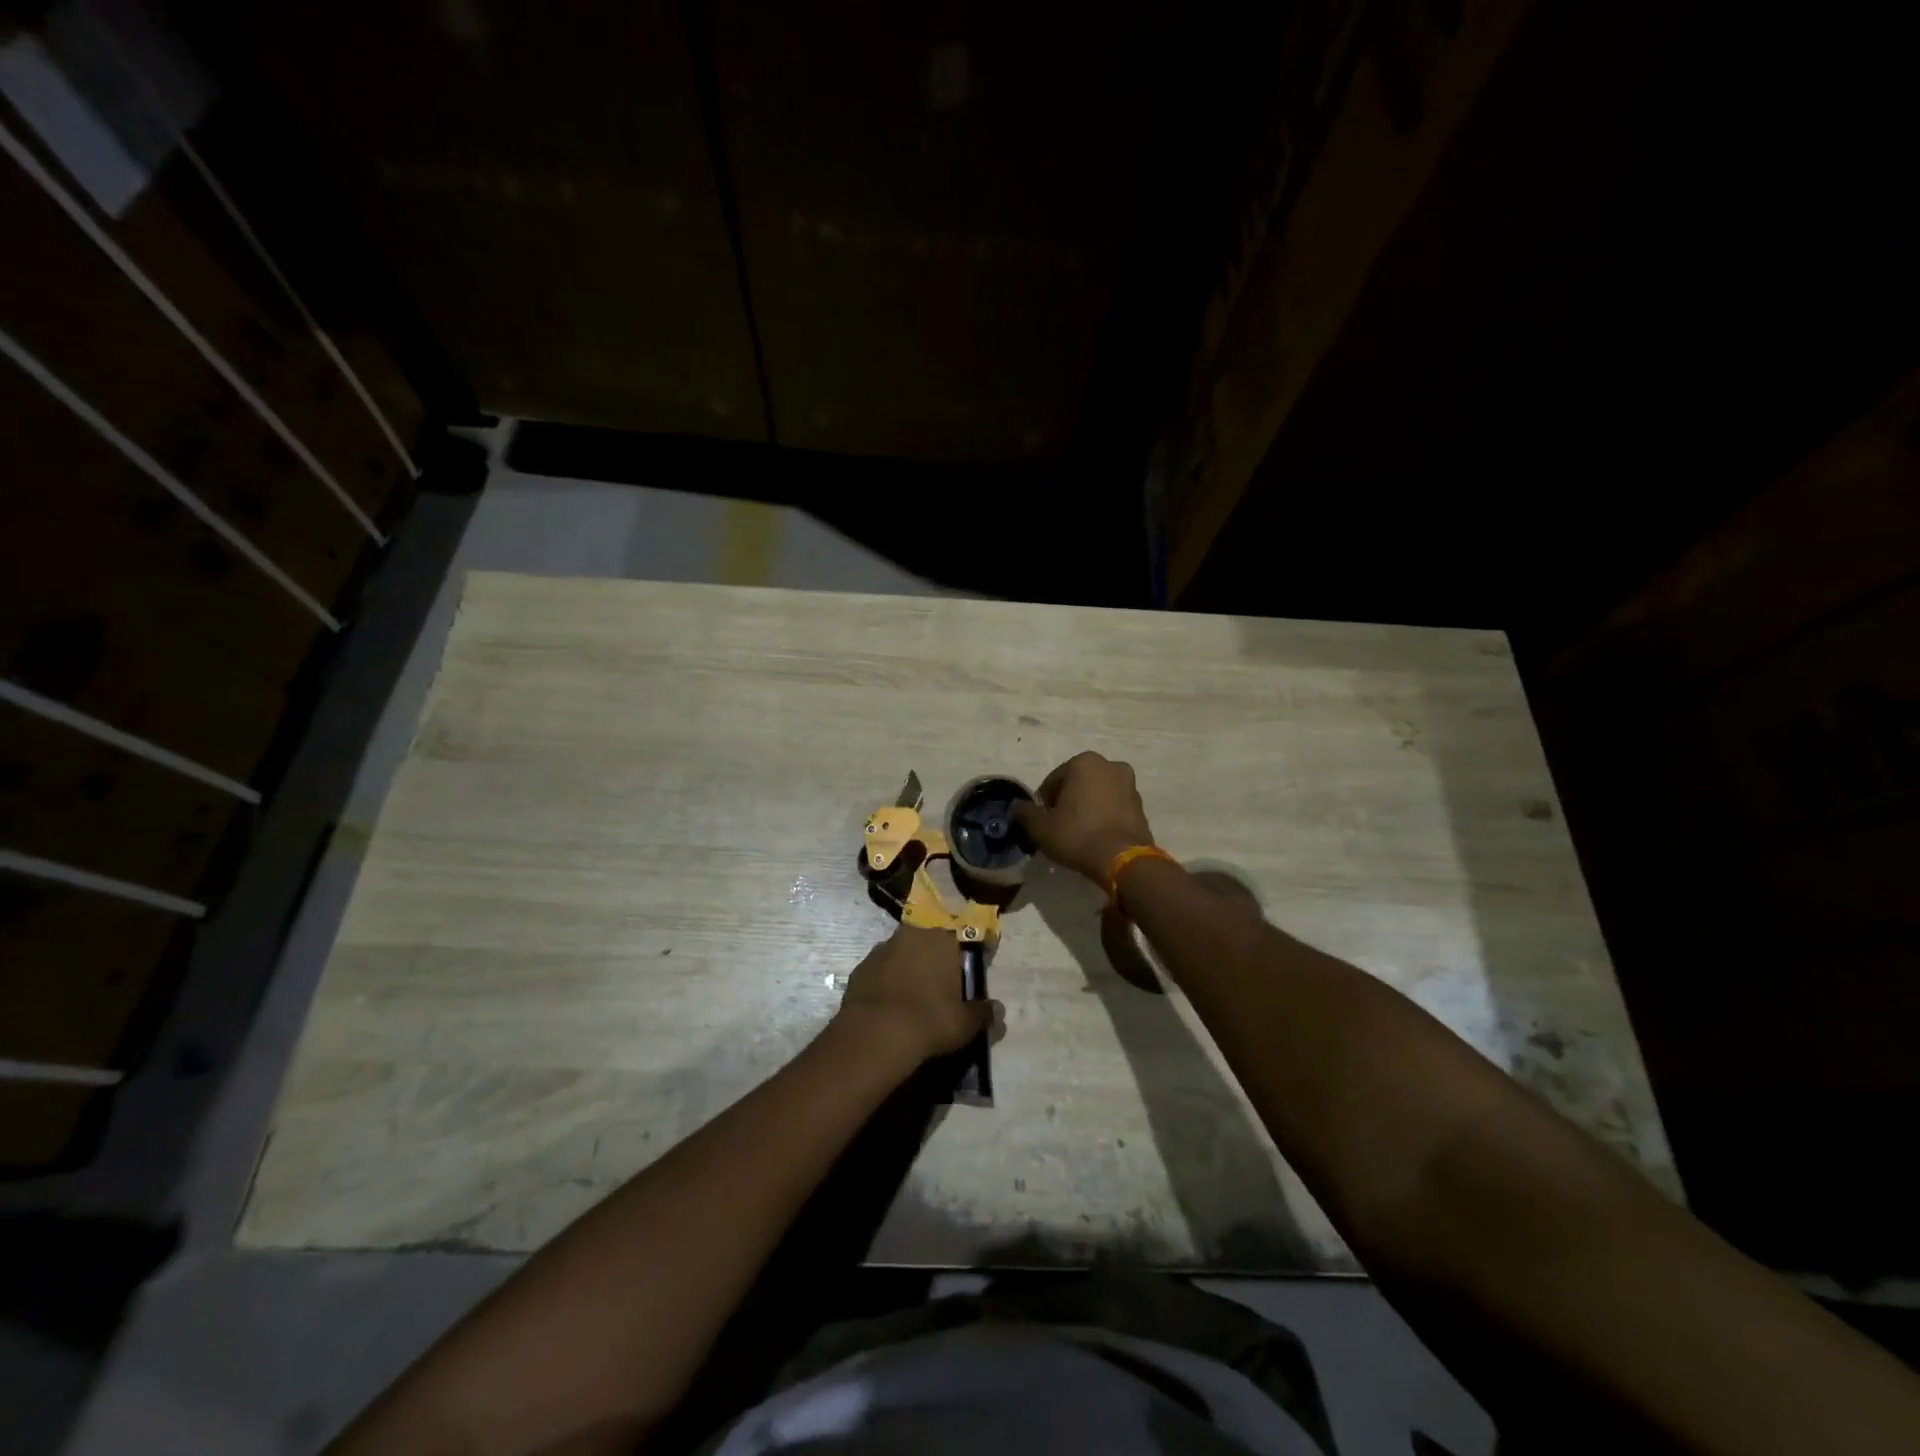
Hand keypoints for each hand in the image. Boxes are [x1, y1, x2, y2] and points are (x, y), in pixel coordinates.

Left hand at [835, 926, 992, 1064]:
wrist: (876, 1035)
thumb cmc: (931, 1020)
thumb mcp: (966, 1023)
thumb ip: (983, 1013)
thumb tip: (997, 1010)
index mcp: (942, 938)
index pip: (962, 936)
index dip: (966, 953)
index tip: (969, 971)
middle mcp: (912, 934)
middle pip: (929, 942)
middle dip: (935, 959)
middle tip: (942, 986)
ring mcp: (882, 949)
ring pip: (903, 954)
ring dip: (910, 968)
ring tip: (915, 998)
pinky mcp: (860, 968)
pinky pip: (881, 971)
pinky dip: (887, 982)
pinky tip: (891, 1006)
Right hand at [1012, 751, 1155, 883]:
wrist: (1122, 860)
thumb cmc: (1077, 835)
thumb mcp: (1041, 827)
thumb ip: (1025, 812)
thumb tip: (1016, 806)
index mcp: (1084, 762)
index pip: (1053, 781)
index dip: (1043, 803)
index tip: (1042, 823)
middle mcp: (1110, 765)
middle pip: (1077, 784)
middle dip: (1067, 802)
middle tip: (1058, 827)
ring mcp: (1130, 784)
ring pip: (1097, 795)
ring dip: (1086, 808)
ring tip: (1078, 834)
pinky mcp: (1141, 806)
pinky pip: (1113, 807)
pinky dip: (1103, 817)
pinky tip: (1095, 837)